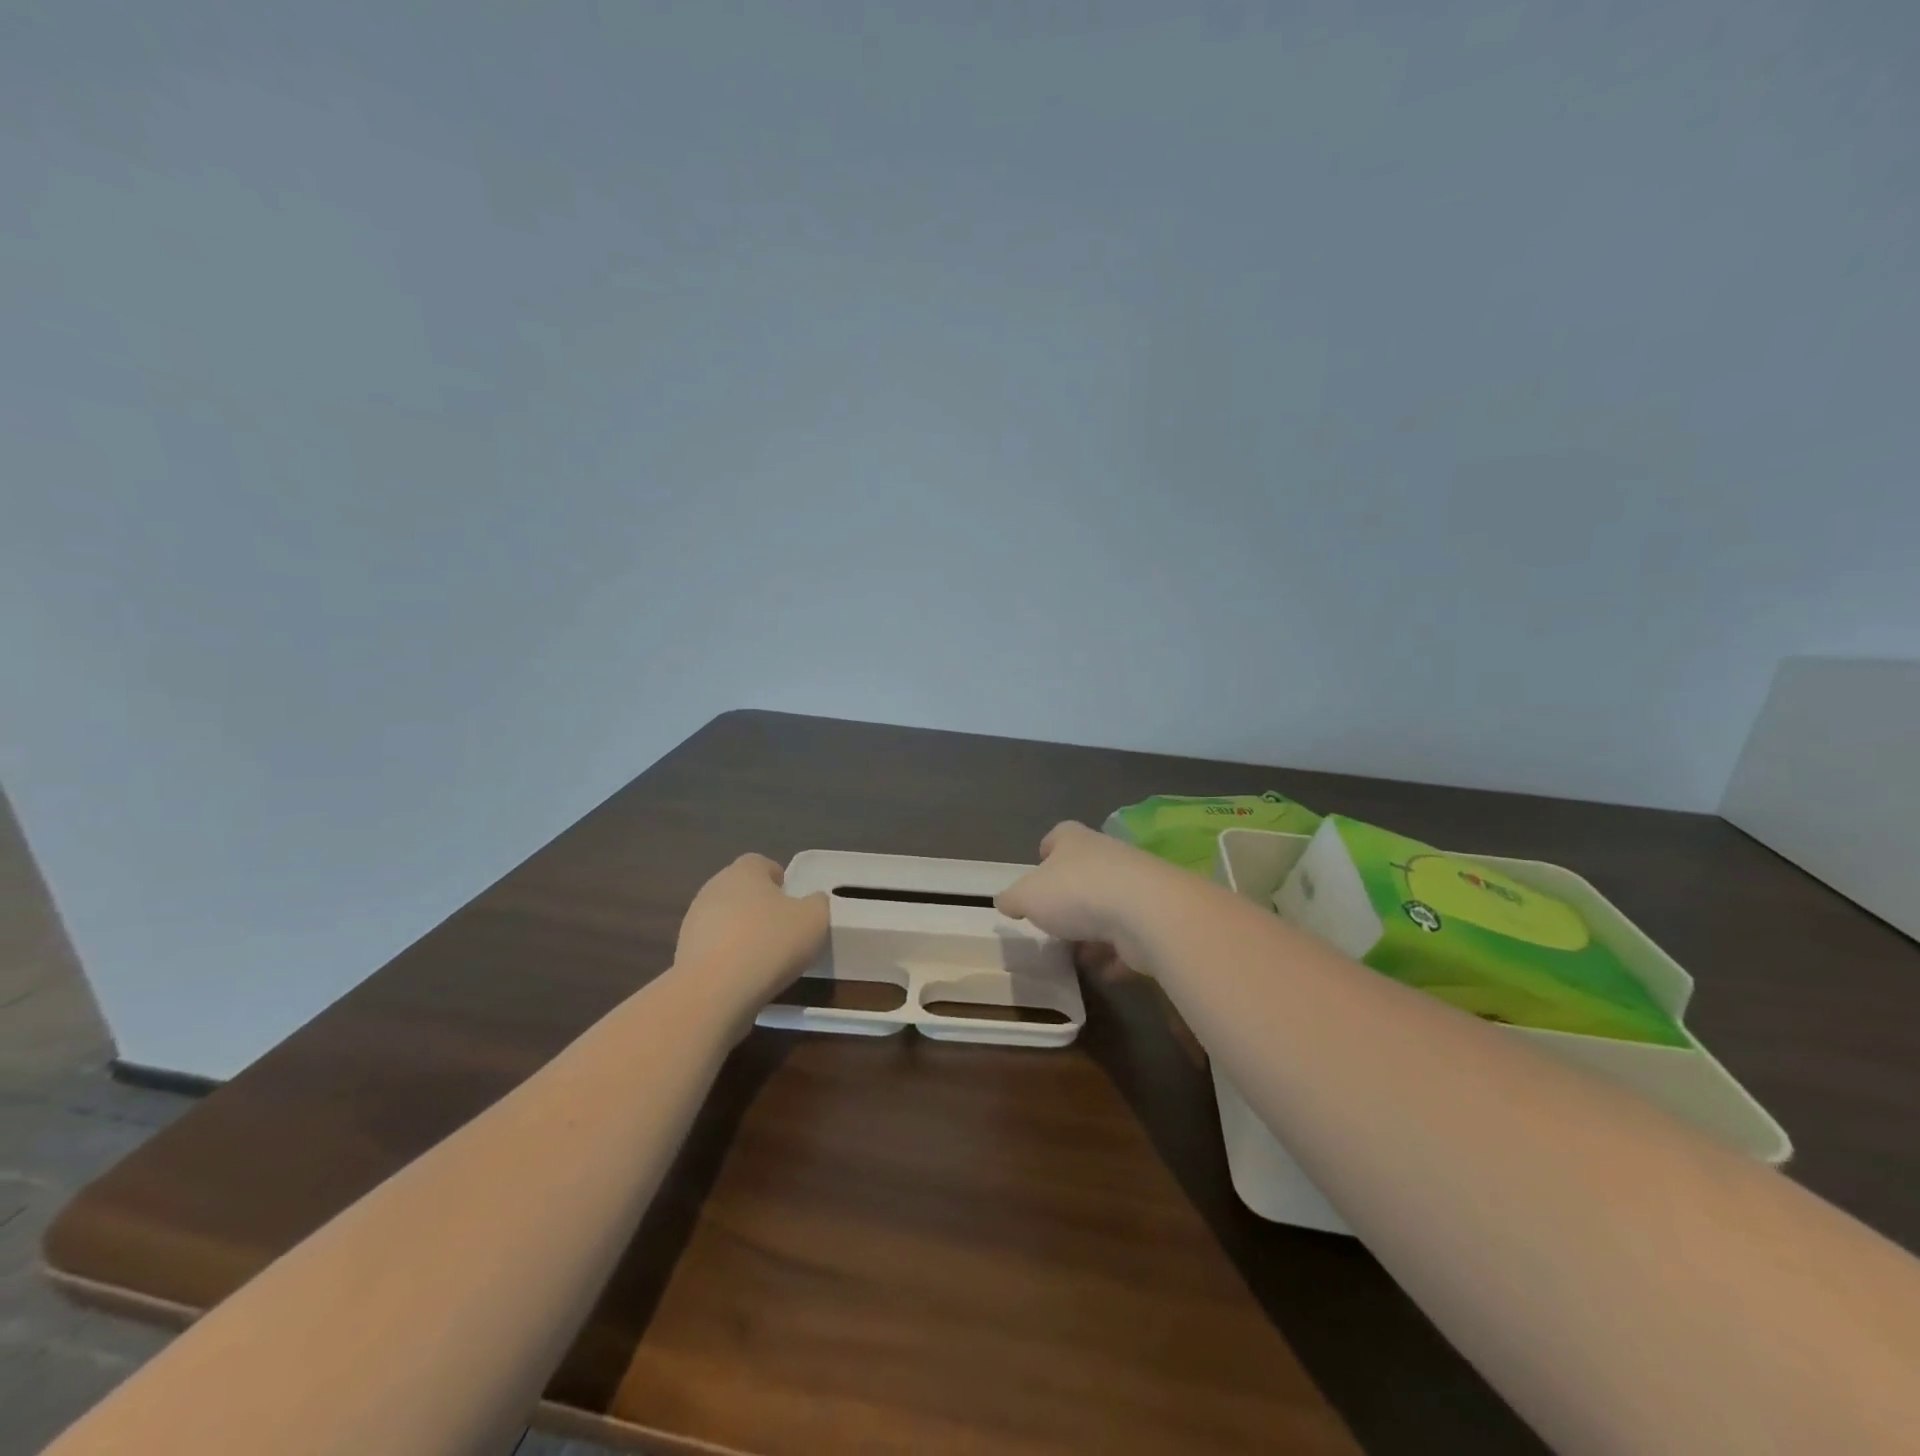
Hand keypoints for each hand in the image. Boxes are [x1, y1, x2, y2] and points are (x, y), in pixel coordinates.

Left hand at [675, 854, 828, 1005]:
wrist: (714, 992)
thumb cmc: (769, 944)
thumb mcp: (815, 919)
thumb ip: (818, 903)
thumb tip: (813, 901)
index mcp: (745, 871)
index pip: (762, 864)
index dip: (780, 881)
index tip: (793, 904)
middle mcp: (714, 887)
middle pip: (742, 891)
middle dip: (761, 907)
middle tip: (783, 931)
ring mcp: (694, 920)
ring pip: (726, 919)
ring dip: (742, 933)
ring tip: (764, 960)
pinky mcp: (683, 952)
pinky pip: (714, 948)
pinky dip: (728, 957)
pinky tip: (743, 978)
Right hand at [995, 821, 1188, 965]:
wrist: (1147, 913)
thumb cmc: (1077, 893)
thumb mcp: (1027, 896)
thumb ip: (1013, 899)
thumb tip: (1004, 901)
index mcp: (1075, 841)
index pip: (1059, 835)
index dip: (1048, 849)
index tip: (1039, 865)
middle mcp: (1108, 856)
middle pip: (1085, 871)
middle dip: (1070, 897)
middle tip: (1053, 921)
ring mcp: (1136, 886)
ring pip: (1110, 906)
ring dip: (1096, 929)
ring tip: (1078, 954)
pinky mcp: (1156, 917)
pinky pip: (1131, 936)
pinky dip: (1119, 954)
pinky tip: (1106, 971)